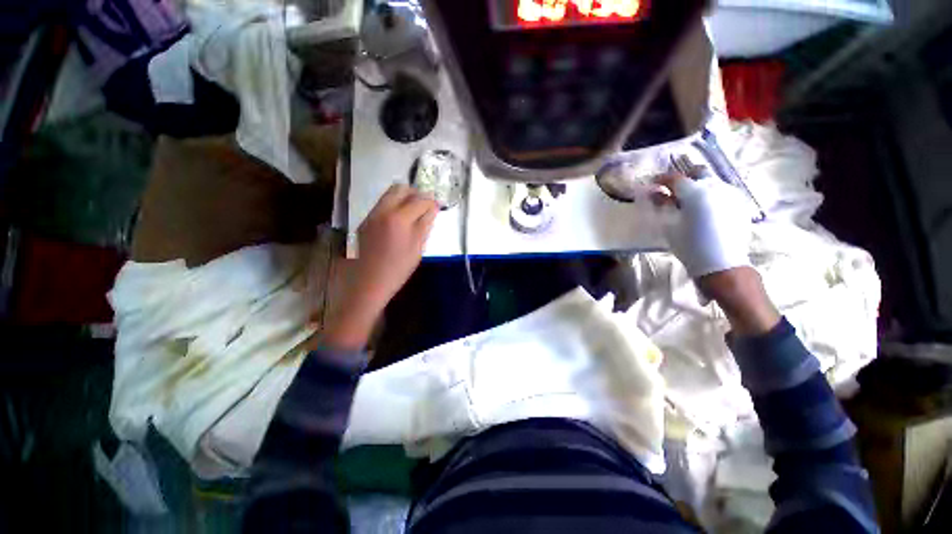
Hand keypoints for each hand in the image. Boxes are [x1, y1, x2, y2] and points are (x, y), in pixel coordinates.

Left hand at [324, 185, 438, 350]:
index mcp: (399, 218)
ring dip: (404, 198)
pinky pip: (382, 205)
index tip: (438, 206)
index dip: (431, 201)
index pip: (419, 200)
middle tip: (425, 206)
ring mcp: (371, 215)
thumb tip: (433, 208)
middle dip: (416, 193)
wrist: (368, 283)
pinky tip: (399, 222)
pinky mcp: (365, 221)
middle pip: (400, 188)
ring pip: (389, 195)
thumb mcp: (417, 248)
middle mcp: (382, 210)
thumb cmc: (398, 269)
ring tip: (414, 213)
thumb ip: (426, 225)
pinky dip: (394, 206)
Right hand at [655, 171, 751, 278]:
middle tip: (673, 190)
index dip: (661, 179)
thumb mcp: (670, 226)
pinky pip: (723, 190)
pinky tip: (705, 208)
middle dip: (684, 178)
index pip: (675, 178)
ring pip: (712, 180)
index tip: (653, 183)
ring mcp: (731, 193)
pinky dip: (710, 194)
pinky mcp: (740, 203)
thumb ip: (663, 205)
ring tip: (689, 200)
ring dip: (698, 186)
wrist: (722, 264)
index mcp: (695, 192)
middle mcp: (715, 187)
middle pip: (698, 173)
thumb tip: (655, 193)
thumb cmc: (690, 246)